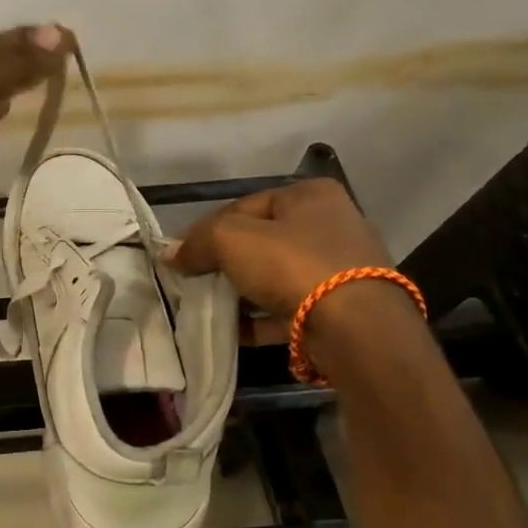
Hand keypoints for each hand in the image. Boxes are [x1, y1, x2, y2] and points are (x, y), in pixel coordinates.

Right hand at [168, 179, 390, 342]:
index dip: (205, 230)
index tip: (180, 256)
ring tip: (212, 308)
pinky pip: (291, 308)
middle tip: (195, 282)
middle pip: (261, 242)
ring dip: (243, 292)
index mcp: (310, 195)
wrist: (356, 329)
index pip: (243, 206)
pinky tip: (236, 331)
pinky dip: (262, 318)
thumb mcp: (232, 240)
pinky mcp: (343, 307)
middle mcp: (332, 224)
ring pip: (276, 276)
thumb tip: (171, 255)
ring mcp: (341, 268)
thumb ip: (198, 242)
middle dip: (225, 263)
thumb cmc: (292, 266)